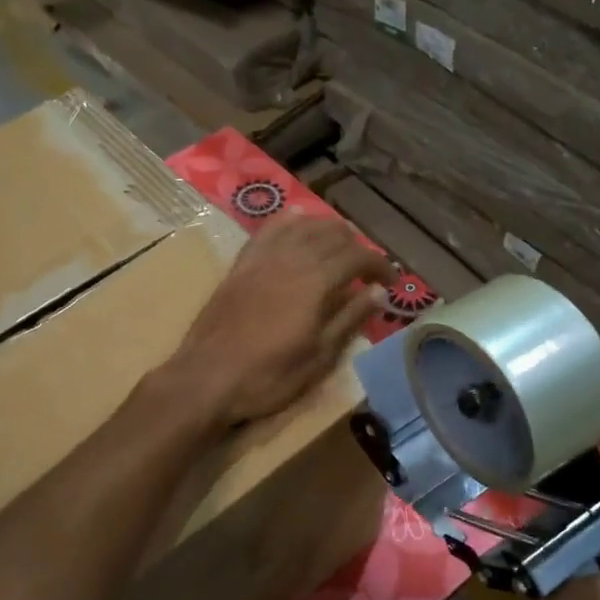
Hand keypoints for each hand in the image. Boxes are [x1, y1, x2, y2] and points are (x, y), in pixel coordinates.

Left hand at [171, 215, 393, 427]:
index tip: (392, 281)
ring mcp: (262, 258)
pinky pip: (269, 230)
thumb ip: (350, 319)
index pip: (358, 257)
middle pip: (332, 234)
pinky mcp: (241, 264)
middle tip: (367, 269)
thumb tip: (379, 292)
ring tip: (339, 245)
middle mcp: (291, 259)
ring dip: (327, 229)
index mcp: (316, 282)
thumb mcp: (319, 357)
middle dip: (356, 247)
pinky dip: (289, 223)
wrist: (207, 377)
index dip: (380, 265)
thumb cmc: (268, 376)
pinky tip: (297, 223)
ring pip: (302, 226)